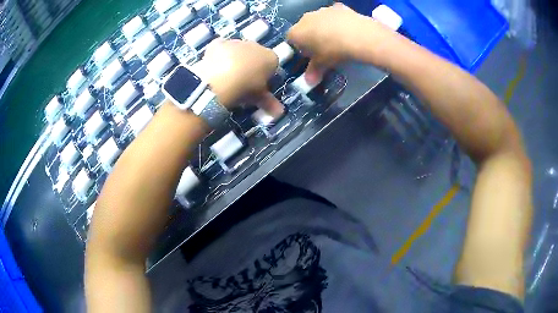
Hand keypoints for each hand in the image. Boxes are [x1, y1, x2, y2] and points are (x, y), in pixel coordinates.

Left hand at [196, 39, 280, 113]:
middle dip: (250, 66)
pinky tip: (213, 66)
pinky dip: (219, 55)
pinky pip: (221, 48)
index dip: (265, 76)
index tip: (258, 87)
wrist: (221, 80)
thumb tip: (279, 111)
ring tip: (225, 77)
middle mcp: (256, 45)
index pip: (272, 65)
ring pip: (238, 51)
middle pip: (255, 56)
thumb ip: (269, 102)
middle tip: (241, 84)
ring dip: (234, 60)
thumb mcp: (259, 98)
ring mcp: (237, 43)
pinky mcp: (219, 43)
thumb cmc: (245, 89)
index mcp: (271, 58)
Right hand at [288, 3, 396, 82]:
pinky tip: (347, 30)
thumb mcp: (322, 64)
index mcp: (296, 32)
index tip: (310, 56)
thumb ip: (313, 72)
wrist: (357, 35)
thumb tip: (309, 82)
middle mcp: (305, 18)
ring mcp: (321, 10)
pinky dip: (338, 21)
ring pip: (319, 20)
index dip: (300, 48)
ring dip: (324, 28)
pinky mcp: (337, 7)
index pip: (291, 40)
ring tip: (338, 40)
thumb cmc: (333, 51)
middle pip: (304, 28)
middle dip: (311, 37)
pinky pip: (334, 15)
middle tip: (324, 49)